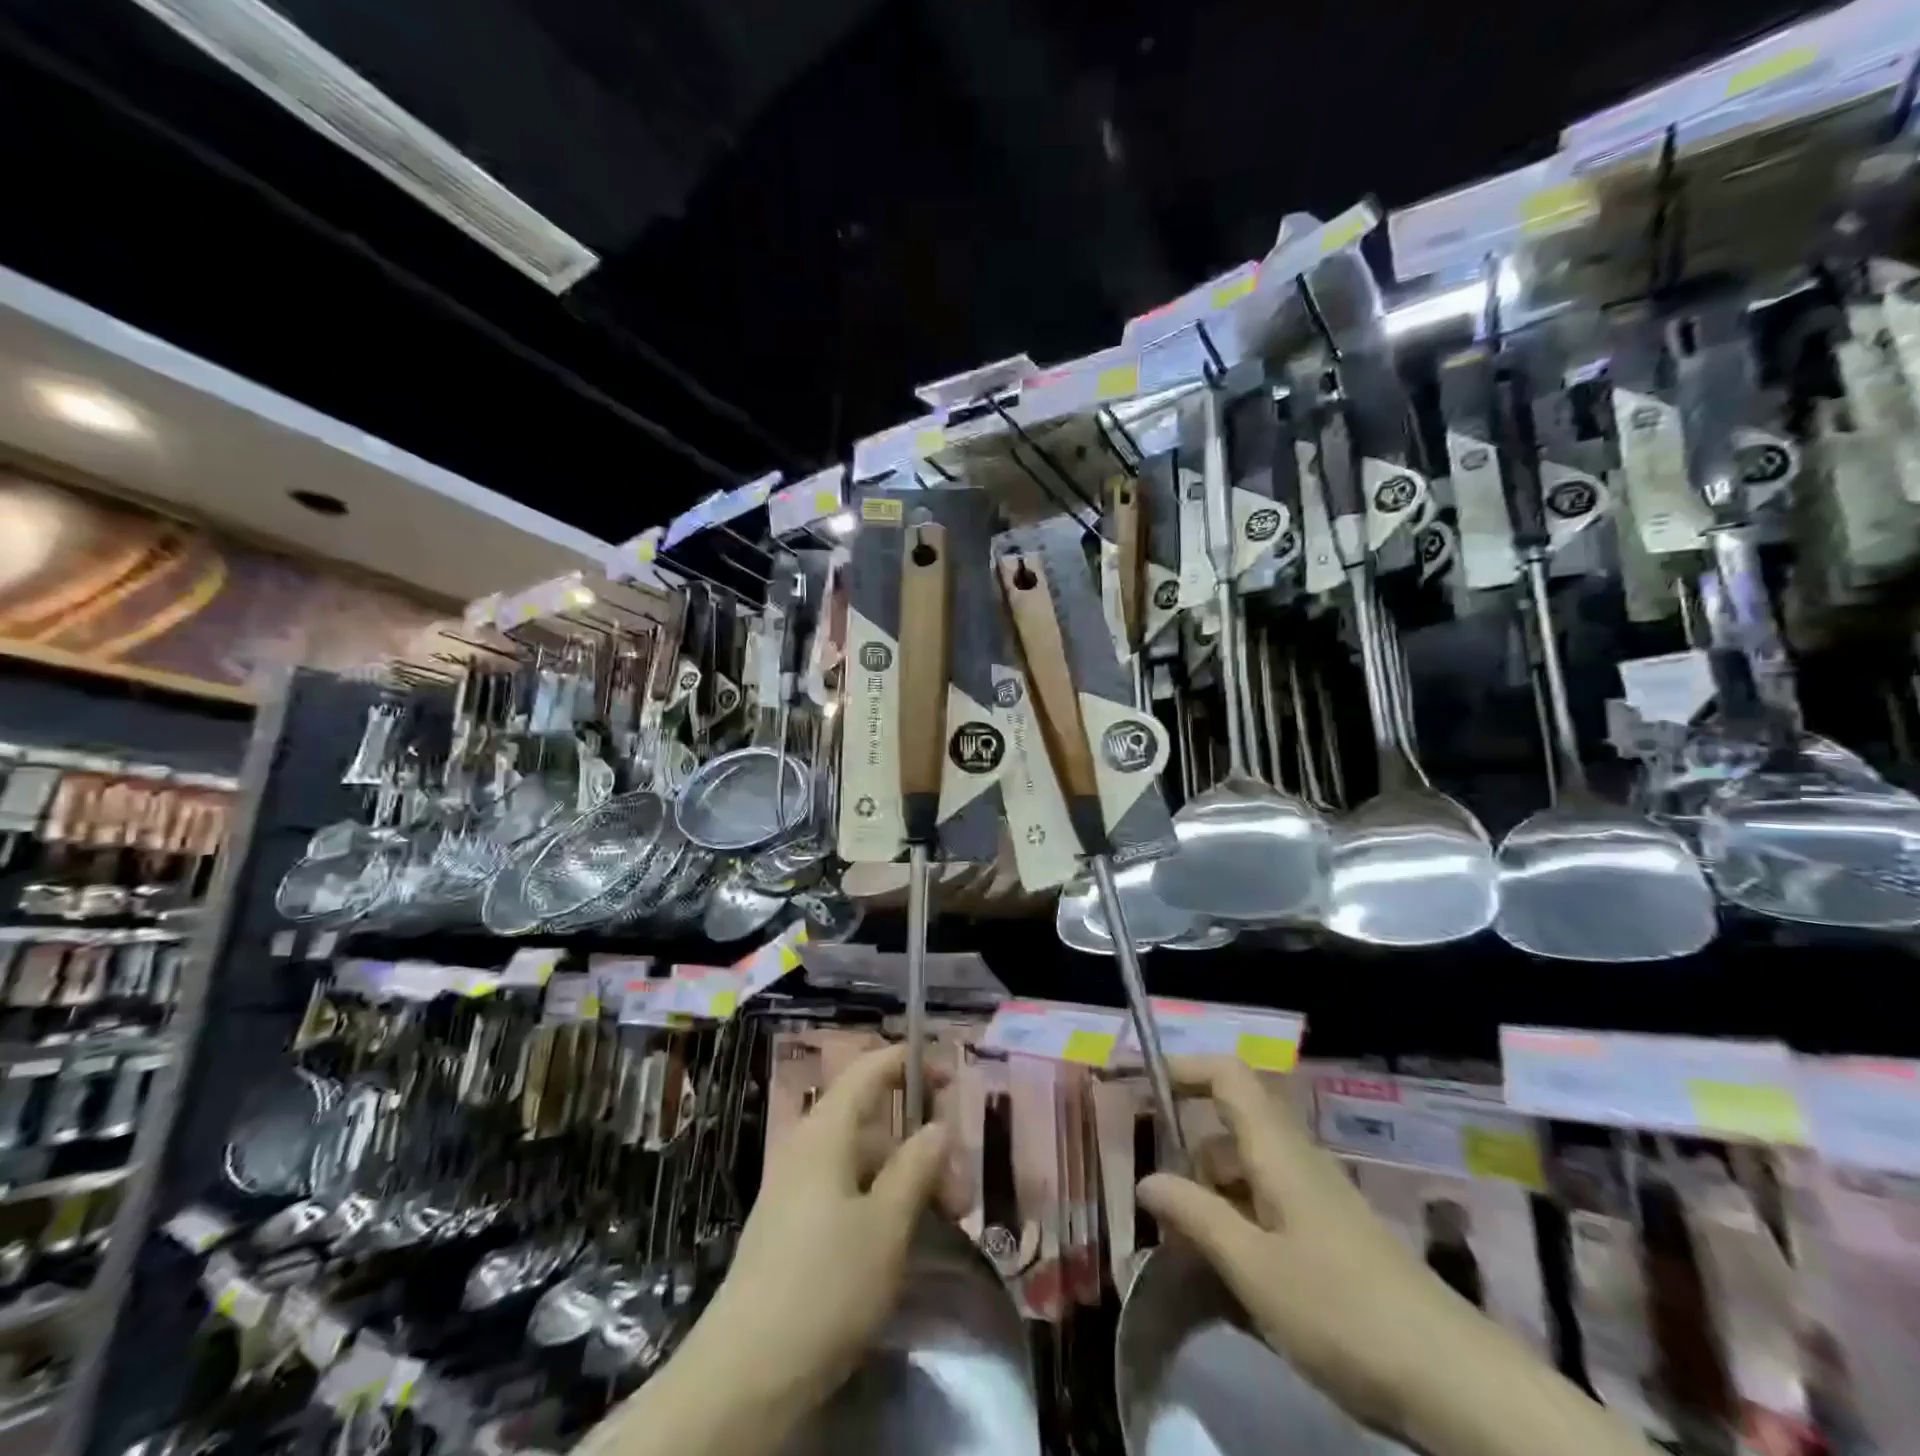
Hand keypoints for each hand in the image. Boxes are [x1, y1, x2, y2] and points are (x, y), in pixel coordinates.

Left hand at [683, 1042, 950, 1411]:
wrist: (745, 1375)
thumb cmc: (826, 1285)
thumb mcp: (887, 1224)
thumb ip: (917, 1167)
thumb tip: (938, 1126)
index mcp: (826, 1131)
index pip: (870, 1070)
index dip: (910, 1062)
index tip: (951, 1076)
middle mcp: (808, 1148)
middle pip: (875, 1123)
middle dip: (922, 1146)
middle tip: (961, 1194)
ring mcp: (796, 1189)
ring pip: (865, 1163)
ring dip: (908, 1180)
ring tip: (943, 1224)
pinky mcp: (793, 1228)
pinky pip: (847, 1192)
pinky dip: (882, 1203)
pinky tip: (904, 1240)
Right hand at [1137, 1059, 1651, 1455]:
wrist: (1452, 1381)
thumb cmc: (1341, 1310)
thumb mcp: (1253, 1267)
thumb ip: (1196, 1216)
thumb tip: (1147, 1180)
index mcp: (1277, 1149)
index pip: (1227, 1075)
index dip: (1182, 1068)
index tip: (1137, 1084)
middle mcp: (1296, 1159)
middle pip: (1230, 1125)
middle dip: (1187, 1151)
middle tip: (1155, 1199)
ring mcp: (1316, 1198)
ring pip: (1247, 1171)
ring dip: (1210, 1195)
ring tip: (1184, 1249)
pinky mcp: (1330, 1235)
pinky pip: (1268, 1207)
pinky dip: (1237, 1224)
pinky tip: (1228, 1275)